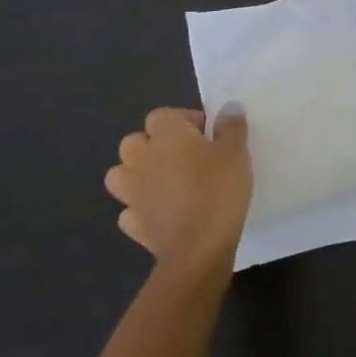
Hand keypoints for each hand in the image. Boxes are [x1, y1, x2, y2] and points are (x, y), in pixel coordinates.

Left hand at [104, 107, 251, 273]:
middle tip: (183, 156)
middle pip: (133, 141)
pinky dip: (140, 208)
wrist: (197, 248)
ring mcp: (132, 194)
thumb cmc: (218, 190)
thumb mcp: (236, 152)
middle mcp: (142, 160)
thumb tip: (228, 108)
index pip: (161, 115)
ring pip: (119, 174)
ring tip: (164, 182)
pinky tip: (160, 212)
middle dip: (153, 144)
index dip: (183, 120)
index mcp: (166, 136)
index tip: (206, 134)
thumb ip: (231, 126)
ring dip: (136, 174)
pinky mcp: (133, 224)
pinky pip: (129, 209)